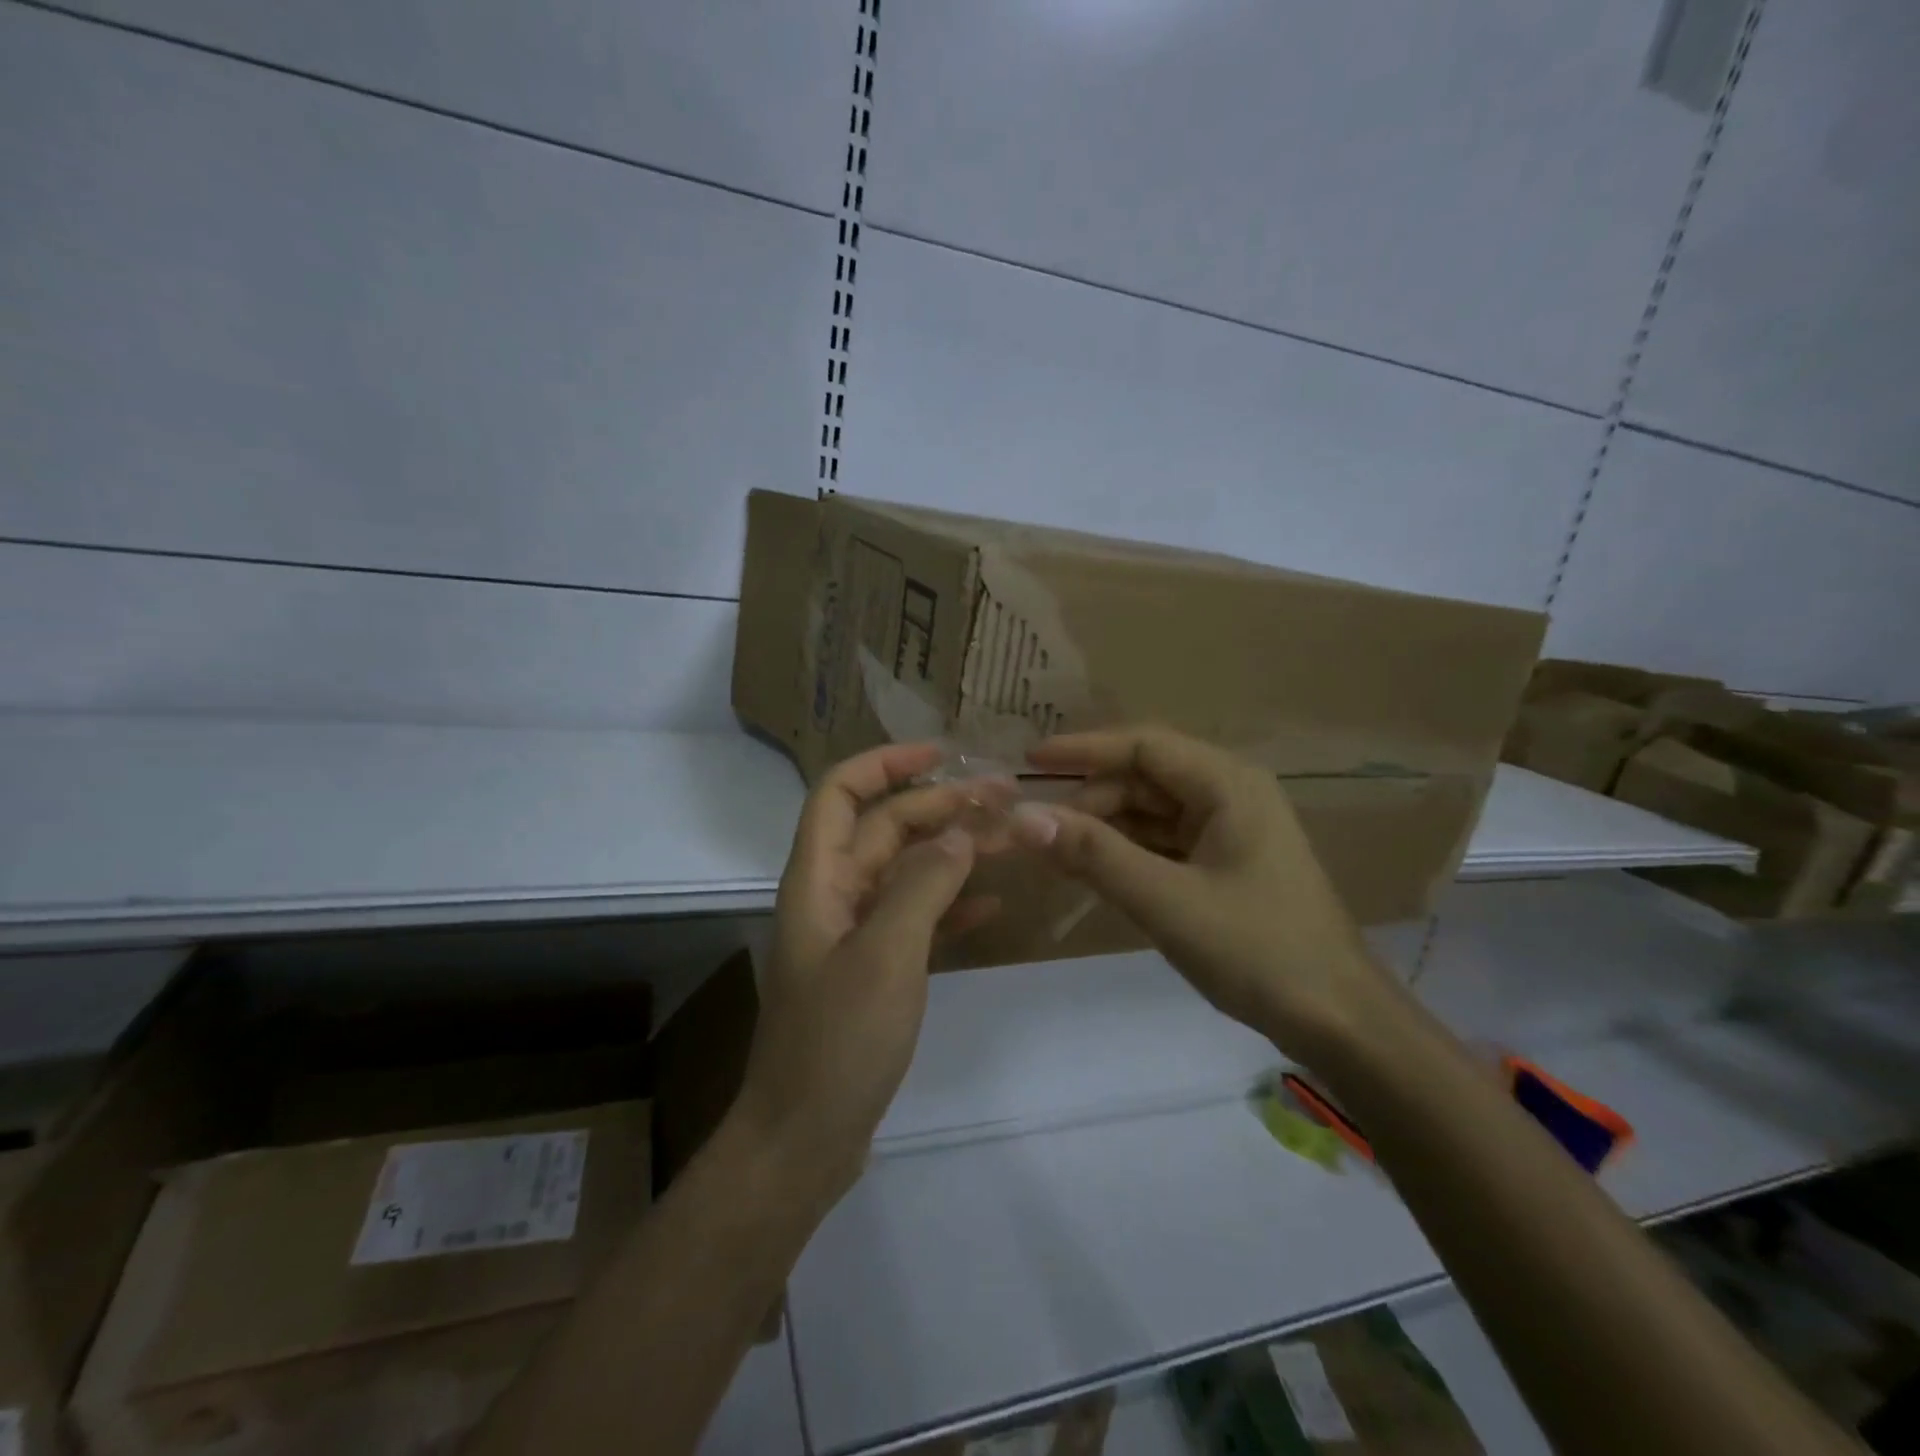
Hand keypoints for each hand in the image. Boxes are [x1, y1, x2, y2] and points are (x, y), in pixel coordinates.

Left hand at [734, 742, 1000, 1199]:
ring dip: (952, 851)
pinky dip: (950, 904)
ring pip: (906, 872)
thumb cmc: (838, 1040)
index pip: (841, 793)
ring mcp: (854, 934)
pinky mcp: (874, 970)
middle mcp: (833, 895)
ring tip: (1008, 838)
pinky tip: (992, 903)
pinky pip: (915, 918)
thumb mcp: (886, 954)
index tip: (942, 754)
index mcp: (819, 879)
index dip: (886, 763)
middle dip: (940, 806)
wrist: (803, 1139)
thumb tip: (959, 833)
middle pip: (885, 829)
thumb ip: (923, 885)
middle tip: (1004, 798)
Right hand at [1010, 726, 1395, 1064]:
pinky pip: (1162, 844)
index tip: (1028, 761)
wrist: (1339, 1022)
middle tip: (1037, 831)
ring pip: (1149, 813)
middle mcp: (1229, 794)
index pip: (1142, 745)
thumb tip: (1022, 817)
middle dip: (1089, 799)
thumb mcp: (1166, 900)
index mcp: (1227, 784)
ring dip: (1103, 829)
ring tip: (1053, 853)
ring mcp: (1228, 831)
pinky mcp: (1223, 865)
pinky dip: (1125, 854)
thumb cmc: (1258, 951)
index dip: (1083, 750)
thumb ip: (1093, 855)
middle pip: (1143, 779)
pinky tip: (1091, 873)